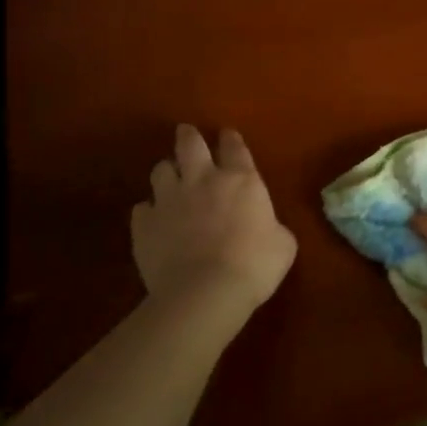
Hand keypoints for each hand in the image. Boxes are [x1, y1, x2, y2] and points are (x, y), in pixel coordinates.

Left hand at [131, 125, 296, 326]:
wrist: (205, 293)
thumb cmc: (254, 265)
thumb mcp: (283, 244)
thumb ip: (272, 226)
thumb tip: (266, 228)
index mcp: (241, 180)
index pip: (234, 147)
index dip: (231, 139)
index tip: (227, 134)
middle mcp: (202, 180)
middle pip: (190, 145)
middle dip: (188, 136)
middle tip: (186, 132)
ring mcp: (169, 200)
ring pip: (160, 170)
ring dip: (166, 171)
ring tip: (169, 178)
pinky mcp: (144, 225)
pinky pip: (142, 208)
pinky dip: (149, 211)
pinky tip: (154, 220)